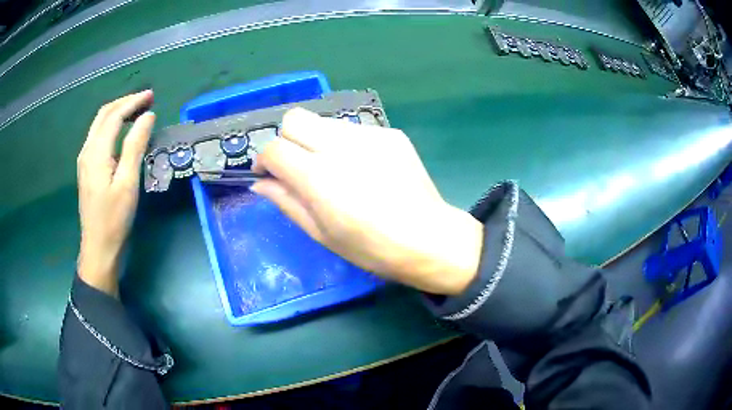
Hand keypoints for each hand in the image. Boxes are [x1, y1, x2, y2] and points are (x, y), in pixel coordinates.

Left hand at [76, 91, 155, 295]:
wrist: (98, 250)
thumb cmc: (114, 220)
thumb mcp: (128, 184)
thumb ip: (135, 146)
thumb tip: (147, 116)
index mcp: (96, 153)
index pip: (114, 115)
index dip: (133, 102)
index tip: (152, 96)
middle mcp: (87, 151)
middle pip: (104, 115)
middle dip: (125, 102)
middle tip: (146, 99)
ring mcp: (84, 160)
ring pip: (99, 124)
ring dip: (118, 112)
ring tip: (137, 111)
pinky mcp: (87, 169)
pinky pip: (98, 137)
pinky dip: (112, 126)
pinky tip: (122, 131)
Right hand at [252, 108, 482, 294]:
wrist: (429, 238)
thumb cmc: (372, 248)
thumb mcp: (321, 233)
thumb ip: (286, 202)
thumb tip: (260, 183)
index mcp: (319, 177)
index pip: (274, 148)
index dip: (263, 160)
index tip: (268, 174)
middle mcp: (341, 147)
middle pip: (295, 118)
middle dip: (286, 139)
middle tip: (296, 165)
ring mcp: (369, 136)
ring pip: (323, 121)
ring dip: (315, 140)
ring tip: (331, 168)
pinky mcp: (390, 134)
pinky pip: (353, 129)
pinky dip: (344, 144)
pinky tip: (360, 168)